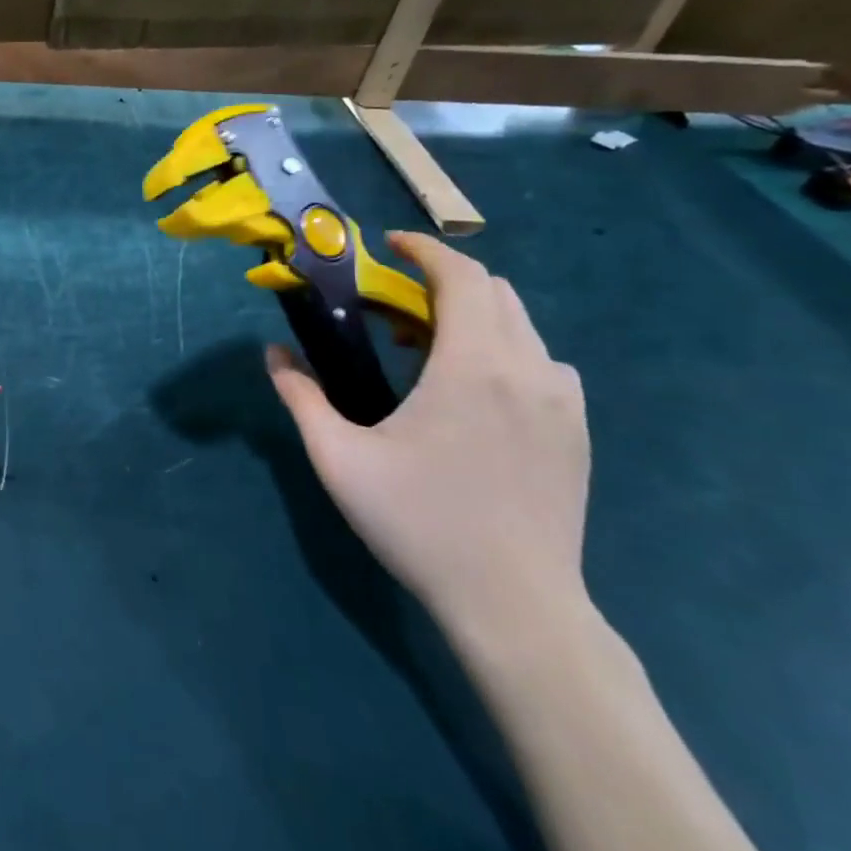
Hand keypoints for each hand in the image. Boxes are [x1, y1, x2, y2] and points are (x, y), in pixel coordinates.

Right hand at [266, 232, 591, 650]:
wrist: (514, 604)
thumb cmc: (418, 523)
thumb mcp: (338, 458)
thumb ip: (301, 397)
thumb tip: (273, 354)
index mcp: (472, 367)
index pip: (461, 277)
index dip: (424, 250)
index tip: (390, 246)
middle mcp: (528, 371)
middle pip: (495, 292)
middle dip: (443, 281)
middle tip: (392, 304)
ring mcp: (562, 403)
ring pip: (522, 327)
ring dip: (473, 316)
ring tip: (427, 348)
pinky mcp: (577, 432)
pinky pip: (544, 364)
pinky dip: (504, 350)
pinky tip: (472, 391)